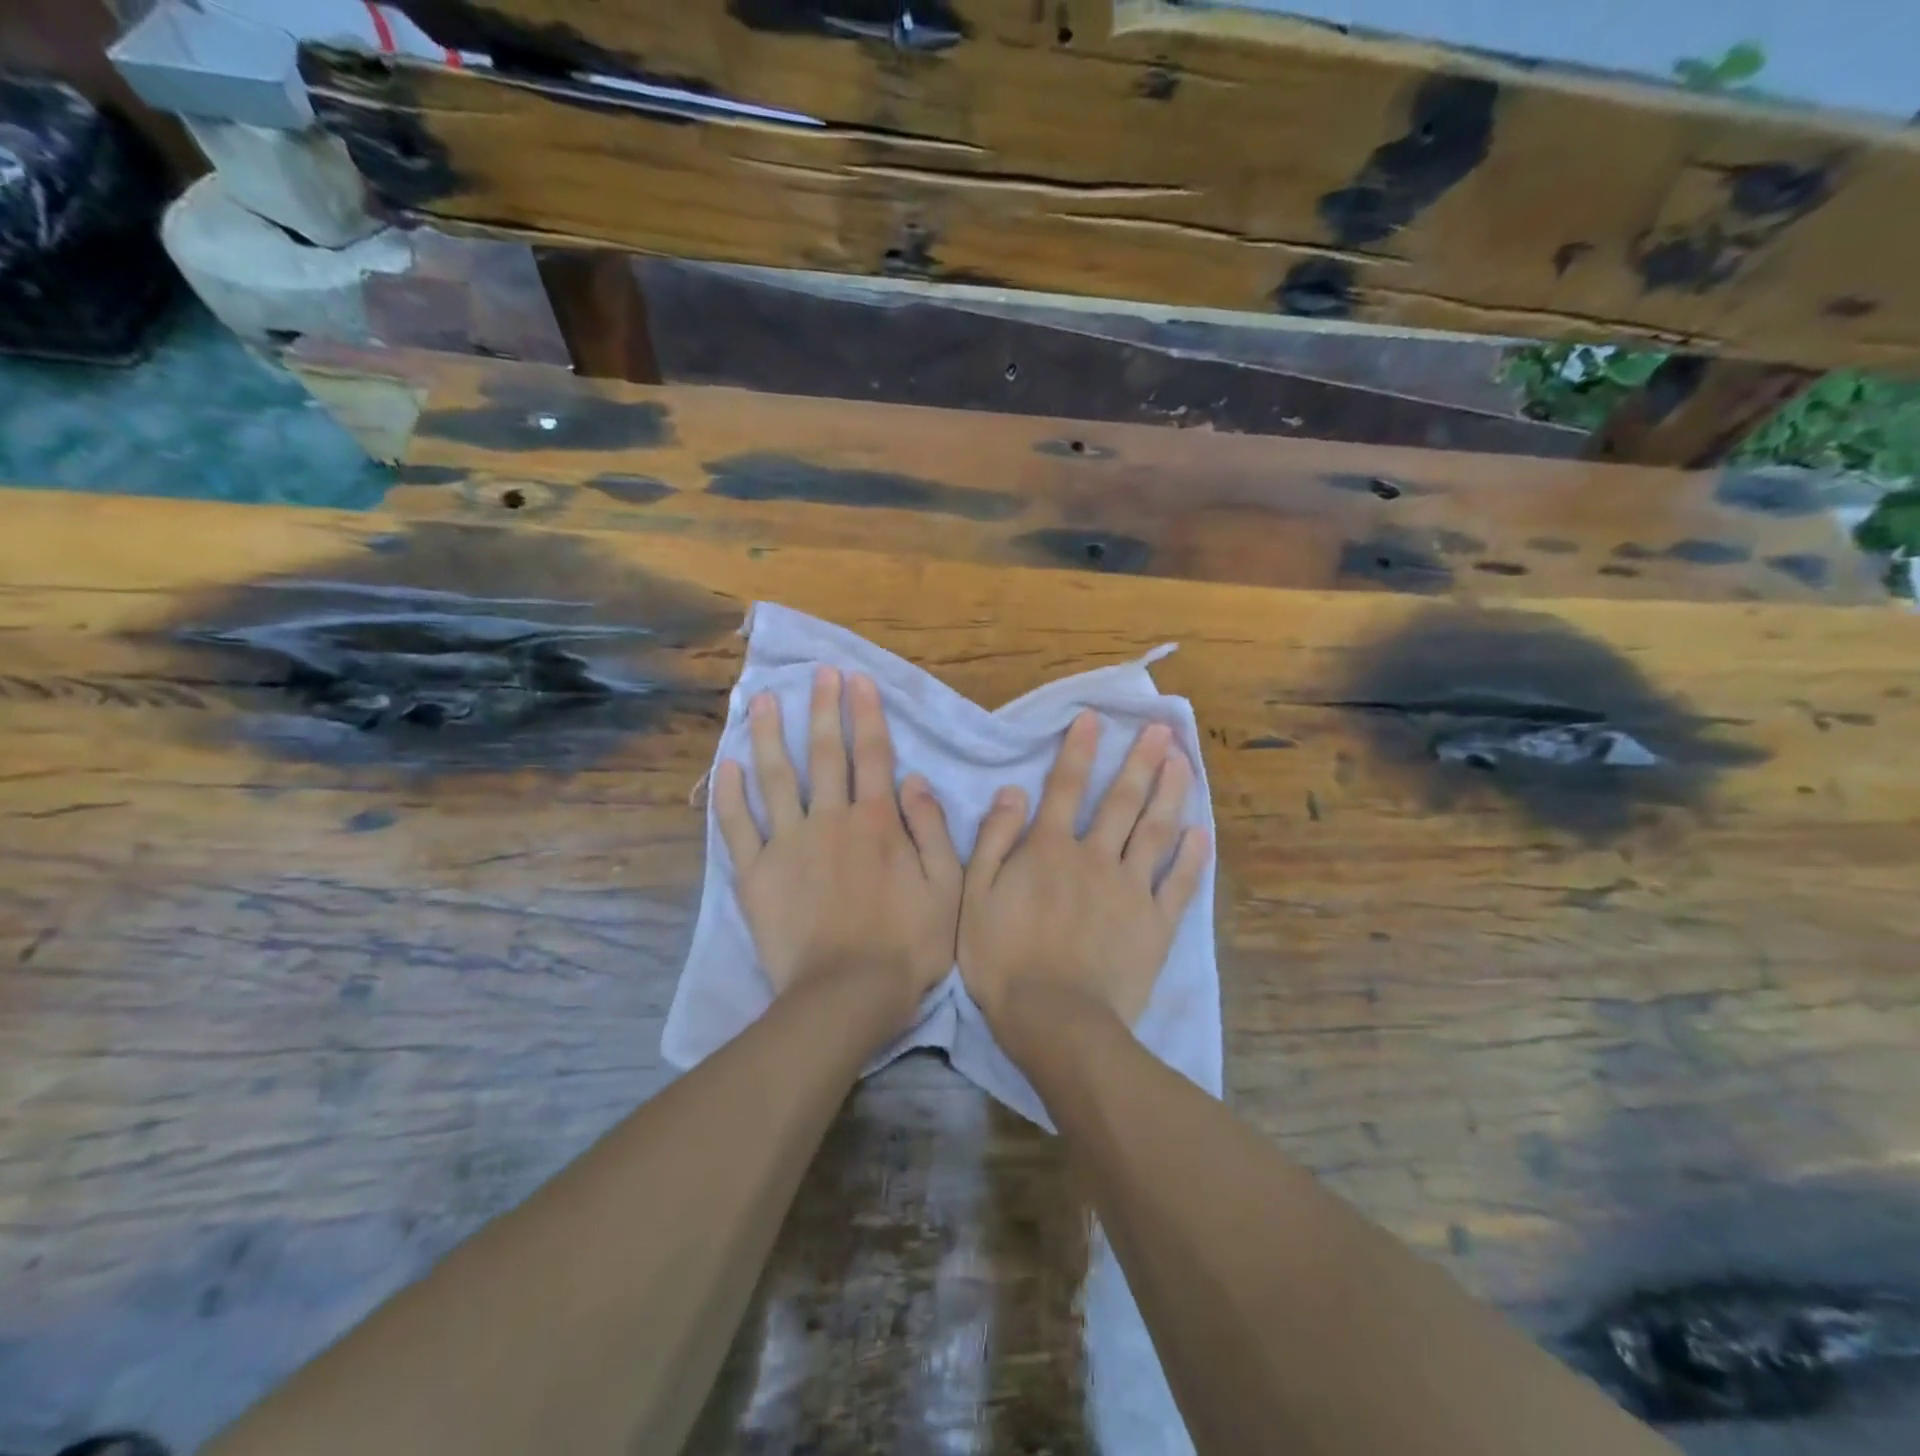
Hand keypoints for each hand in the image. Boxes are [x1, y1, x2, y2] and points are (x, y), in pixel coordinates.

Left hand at [715, 667, 960, 1023]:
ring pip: (776, 777)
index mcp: (877, 821)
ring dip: (769, 736)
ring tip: (761, 700)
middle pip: (825, 754)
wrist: (847, 994)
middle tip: (817, 674)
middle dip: (822, 709)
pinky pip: (737, 827)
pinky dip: (729, 795)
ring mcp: (788, 844)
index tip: (857, 680)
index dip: (865, 714)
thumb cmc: (907, 945)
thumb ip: (932, 829)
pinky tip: (725, 765)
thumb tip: (916, 779)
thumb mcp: (946, 886)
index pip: (872, 754)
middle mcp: (831, 819)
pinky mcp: (756, 874)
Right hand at [959, 712, 1209, 1036]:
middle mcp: (1095, 856)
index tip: (1095, 718)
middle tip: (1162, 729)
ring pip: (1155, 830)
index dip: (1080, 749)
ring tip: (1184, 761)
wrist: (1054, 1018)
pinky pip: (1179, 883)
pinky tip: (1201, 831)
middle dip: (1141, 760)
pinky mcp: (1156, 923)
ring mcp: (1131, 888)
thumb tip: (1012, 792)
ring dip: (1170, 792)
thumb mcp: (975, 896)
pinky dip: (1193, 856)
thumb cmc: (1004, 959)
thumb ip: (994, 840)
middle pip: (1122, 800)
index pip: (1066, 786)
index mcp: (1050, 849)